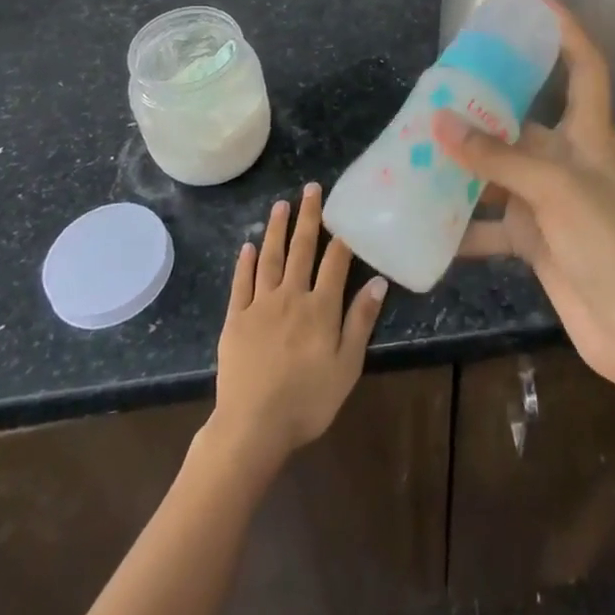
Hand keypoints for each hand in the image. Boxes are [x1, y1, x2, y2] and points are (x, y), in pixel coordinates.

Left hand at [209, 184, 387, 474]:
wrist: (252, 427)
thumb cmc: (308, 401)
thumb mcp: (347, 366)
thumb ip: (361, 321)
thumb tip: (378, 281)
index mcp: (321, 307)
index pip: (335, 261)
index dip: (342, 234)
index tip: (345, 208)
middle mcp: (291, 296)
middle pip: (301, 249)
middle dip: (308, 217)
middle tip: (311, 188)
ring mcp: (260, 305)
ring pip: (270, 258)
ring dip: (277, 229)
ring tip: (281, 204)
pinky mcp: (236, 319)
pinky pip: (241, 283)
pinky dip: (245, 262)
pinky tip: (249, 244)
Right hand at [435, 2, 614, 398]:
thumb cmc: (610, 245)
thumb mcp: (555, 191)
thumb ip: (498, 158)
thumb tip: (440, 122)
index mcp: (586, 135)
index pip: (584, 67)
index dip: (567, 31)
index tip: (536, 4)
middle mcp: (566, 161)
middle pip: (523, 119)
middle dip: (484, 105)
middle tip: (436, 89)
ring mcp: (549, 202)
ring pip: (498, 171)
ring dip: (463, 165)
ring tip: (416, 149)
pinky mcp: (535, 240)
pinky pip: (490, 224)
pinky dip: (461, 226)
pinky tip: (425, 223)